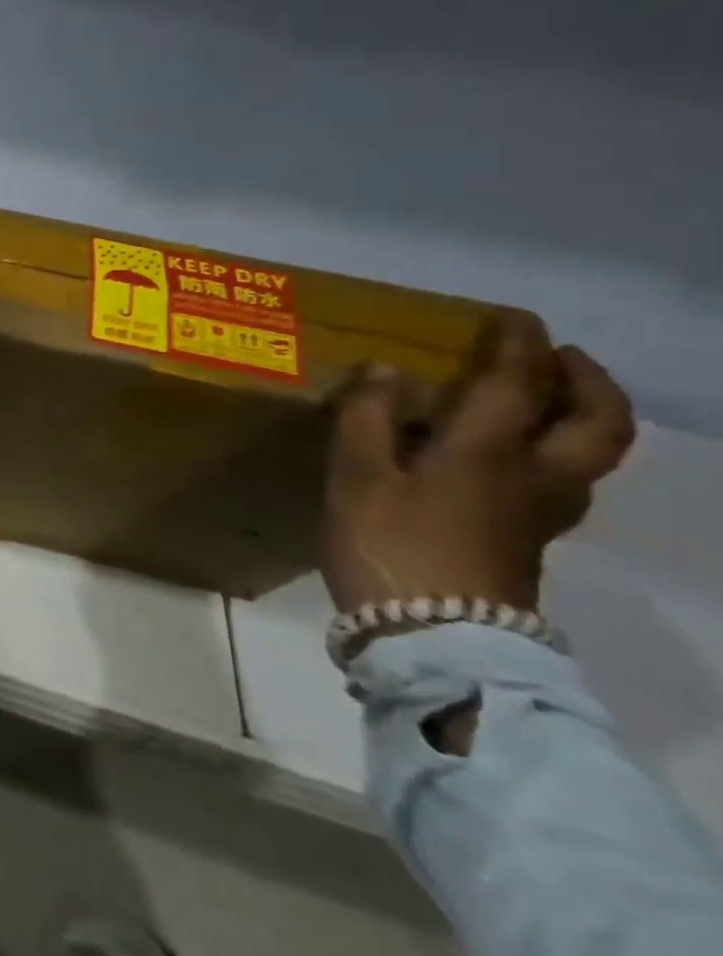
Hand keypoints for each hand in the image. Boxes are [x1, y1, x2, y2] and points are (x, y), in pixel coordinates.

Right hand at [322, 311, 634, 614]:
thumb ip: (368, 416)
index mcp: (489, 452)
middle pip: (597, 424)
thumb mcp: (358, 475)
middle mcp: (533, 477)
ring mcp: (539, 515)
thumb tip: (385, 370)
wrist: (431, 638)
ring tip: (546, 400)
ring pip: (590, 457)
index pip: (518, 383)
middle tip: (562, 357)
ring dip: (583, 417)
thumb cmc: (390, 544)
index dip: (520, 344)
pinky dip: (555, 452)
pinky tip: (511, 457)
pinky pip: (561, 481)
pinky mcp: (527, 542)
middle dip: (589, 382)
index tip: (514, 318)